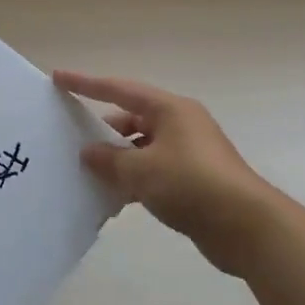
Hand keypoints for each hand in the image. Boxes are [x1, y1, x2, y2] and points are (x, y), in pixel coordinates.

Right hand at [54, 70, 272, 270]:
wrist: (246, 226)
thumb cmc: (191, 185)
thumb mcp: (141, 170)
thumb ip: (109, 159)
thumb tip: (89, 152)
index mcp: (169, 109)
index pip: (119, 90)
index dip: (86, 84)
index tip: (58, 77)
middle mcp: (180, 124)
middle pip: (131, 119)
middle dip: (102, 130)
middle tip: (71, 139)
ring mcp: (189, 152)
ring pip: (142, 148)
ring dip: (117, 159)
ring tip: (87, 173)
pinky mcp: (193, 179)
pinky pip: (153, 171)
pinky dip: (133, 179)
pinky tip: (114, 198)